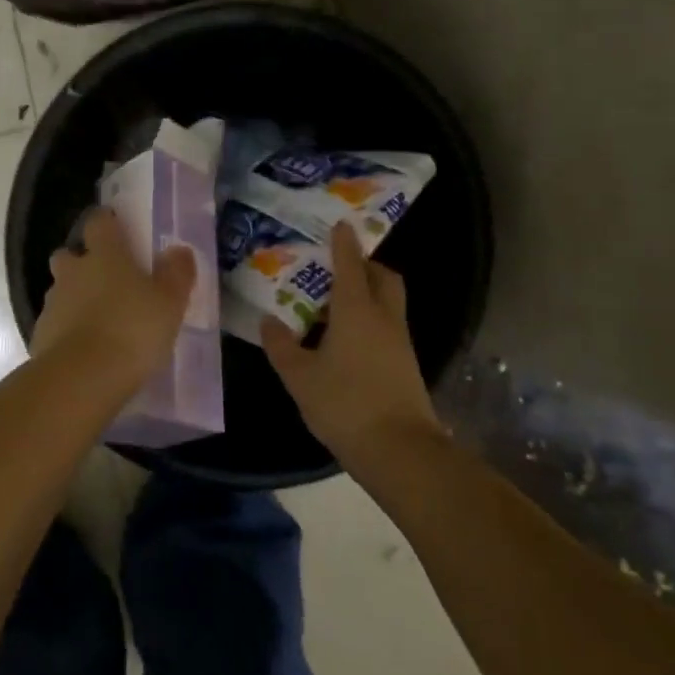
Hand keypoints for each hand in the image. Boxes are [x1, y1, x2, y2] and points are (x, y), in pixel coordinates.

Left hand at [32, 210, 196, 390]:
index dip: (107, 223)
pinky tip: (86, 349)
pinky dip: (67, 330)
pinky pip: (55, 323)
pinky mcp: (41, 335)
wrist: (82, 379)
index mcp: (105, 255)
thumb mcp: (170, 303)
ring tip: (100, 321)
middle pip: (69, 255)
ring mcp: (53, 303)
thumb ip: (176, 273)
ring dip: (75, 298)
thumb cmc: (132, 330)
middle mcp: (73, 272)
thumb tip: (178, 250)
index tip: (118, 230)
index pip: (99, 222)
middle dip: (82, 262)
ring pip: (61, 290)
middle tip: (107, 281)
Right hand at [261, 222, 436, 454]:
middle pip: (382, 277)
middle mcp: (383, 317)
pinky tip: (345, 339)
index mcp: (356, 311)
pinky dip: (370, 319)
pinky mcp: (406, 364)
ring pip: (388, 302)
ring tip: (333, 304)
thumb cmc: (345, 404)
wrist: (400, 450)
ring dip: (367, 293)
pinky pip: (388, 325)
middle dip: (364, 265)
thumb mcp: (300, 376)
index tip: (339, 224)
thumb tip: (269, 320)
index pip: (350, 265)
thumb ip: (281, 345)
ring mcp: (400, 341)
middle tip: (337, 267)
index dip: (343, 243)